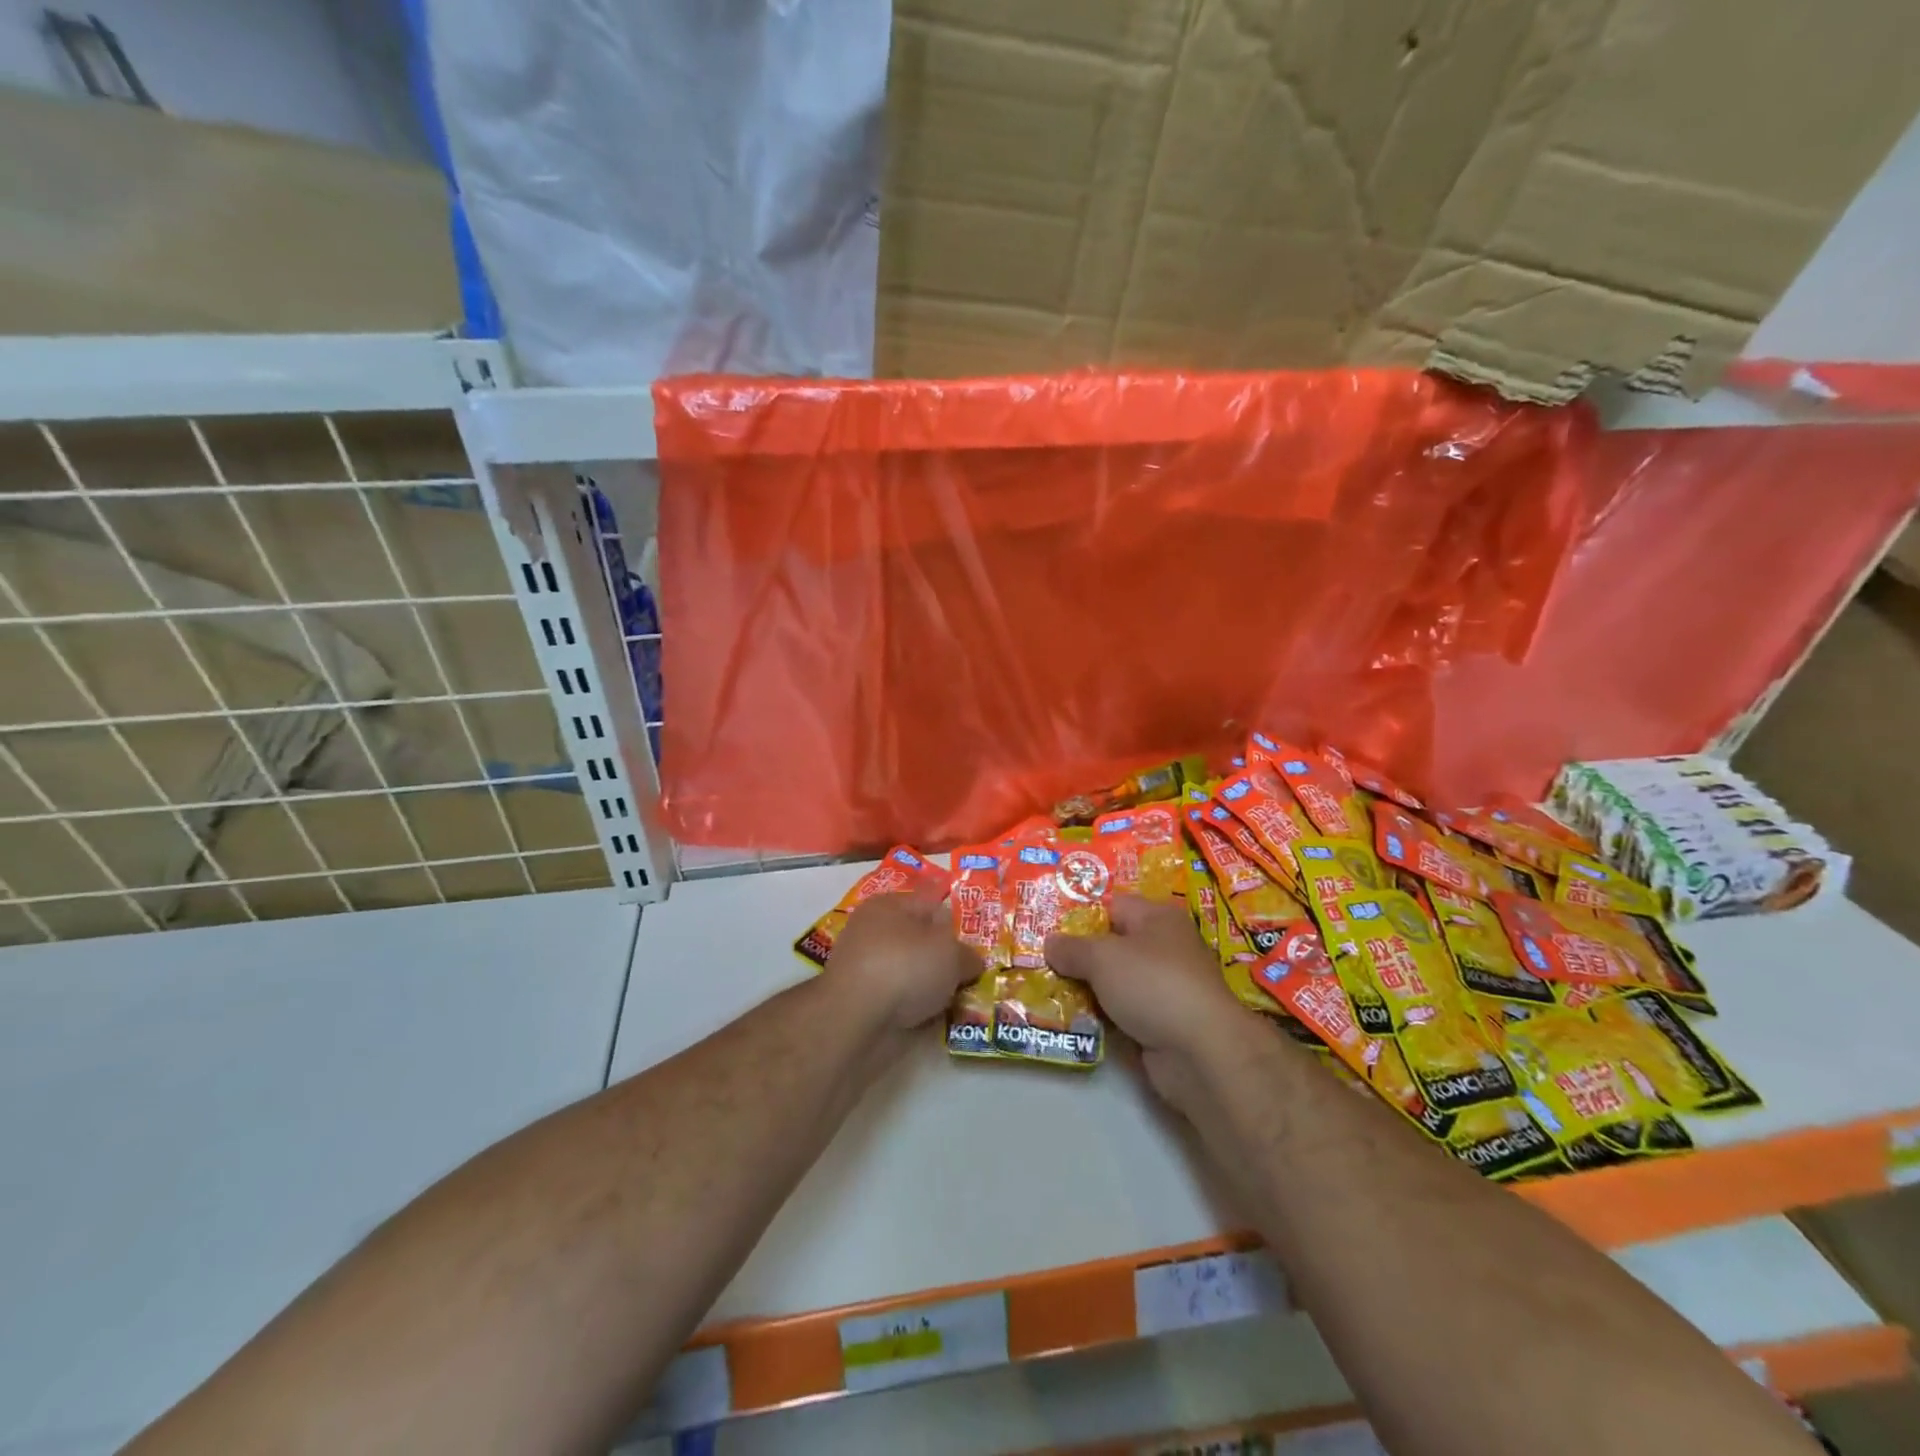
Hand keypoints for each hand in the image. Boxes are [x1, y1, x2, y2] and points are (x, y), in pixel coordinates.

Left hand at [827, 892, 982, 1033]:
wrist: (857, 1022)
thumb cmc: (905, 967)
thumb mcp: (951, 954)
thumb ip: (968, 955)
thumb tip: (970, 964)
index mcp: (888, 905)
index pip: (930, 901)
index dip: (956, 918)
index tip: (980, 936)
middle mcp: (873, 931)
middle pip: (921, 939)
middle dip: (946, 956)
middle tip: (976, 970)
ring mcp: (866, 968)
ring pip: (912, 972)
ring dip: (934, 985)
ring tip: (964, 997)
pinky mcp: (864, 1003)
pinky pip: (903, 999)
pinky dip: (919, 1007)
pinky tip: (941, 1016)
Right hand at [1044, 897, 1255, 1108]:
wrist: (1200, 1052)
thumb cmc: (1152, 985)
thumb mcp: (1102, 957)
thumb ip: (1072, 948)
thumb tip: (1049, 943)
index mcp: (1158, 918)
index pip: (1113, 906)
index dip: (1082, 916)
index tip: (1049, 930)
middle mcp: (1165, 948)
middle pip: (1113, 945)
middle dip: (1079, 956)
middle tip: (1042, 962)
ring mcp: (1166, 988)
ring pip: (1116, 981)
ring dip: (1088, 989)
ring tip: (1049, 992)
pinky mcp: (1163, 1023)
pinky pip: (1123, 1011)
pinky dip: (1103, 1016)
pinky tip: (1074, 1020)